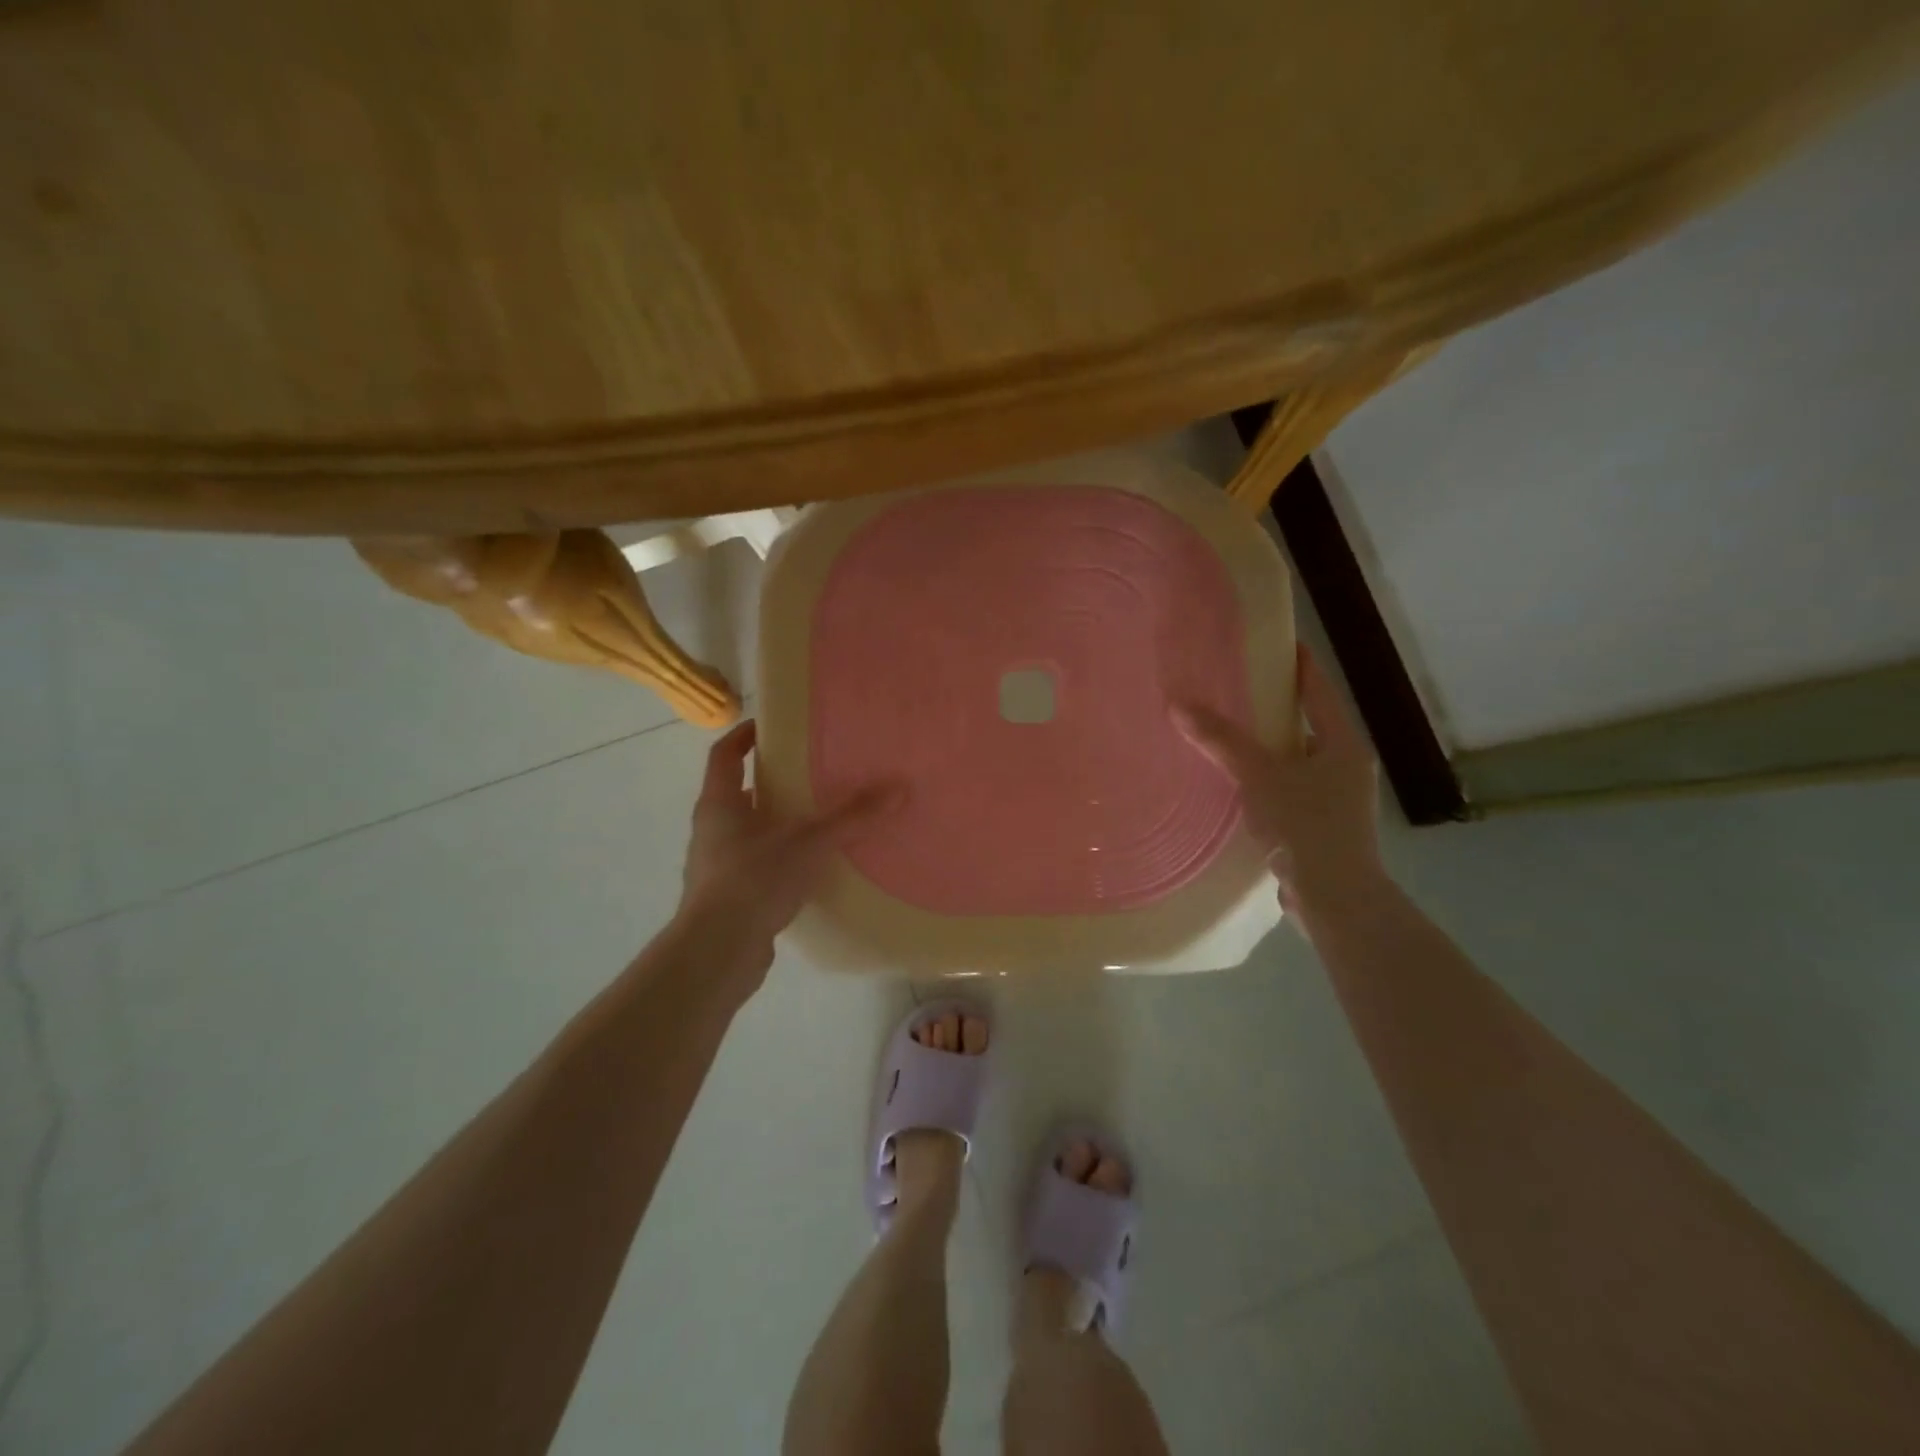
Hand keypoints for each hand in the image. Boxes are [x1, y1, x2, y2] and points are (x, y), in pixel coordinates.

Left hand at [675, 720, 901, 970]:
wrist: (717, 952)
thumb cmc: (754, 880)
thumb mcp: (809, 843)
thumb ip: (852, 817)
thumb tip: (898, 789)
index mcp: (720, 804)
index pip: (725, 755)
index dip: (743, 736)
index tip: (769, 726)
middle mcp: (711, 830)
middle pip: (737, 793)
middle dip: (770, 783)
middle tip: (808, 775)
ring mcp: (715, 866)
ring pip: (746, 832)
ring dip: (775, 824)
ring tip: (816, 821)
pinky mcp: (726, 898)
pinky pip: (754, 866)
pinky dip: (777, 860)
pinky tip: (808, 869)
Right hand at [1176, 644, 1382, 910]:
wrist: (1335, 898)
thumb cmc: (1306, 826)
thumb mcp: (1259, 776)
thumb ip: (1221, 741)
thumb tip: (1178, 705)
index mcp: (1342, 743)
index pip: (1318, 689)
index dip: (1297, 663)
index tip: (1274, 641)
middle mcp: (1345, 765)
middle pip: (1307, 723)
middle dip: (1274, 707)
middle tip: (1235, 688)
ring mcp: (1337, 799)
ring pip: (1297, 759)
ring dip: (1268, 747)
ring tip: (1228, 733)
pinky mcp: (1322, 827)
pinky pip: (1290, 789)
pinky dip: (1267, 780)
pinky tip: (1237, 784)